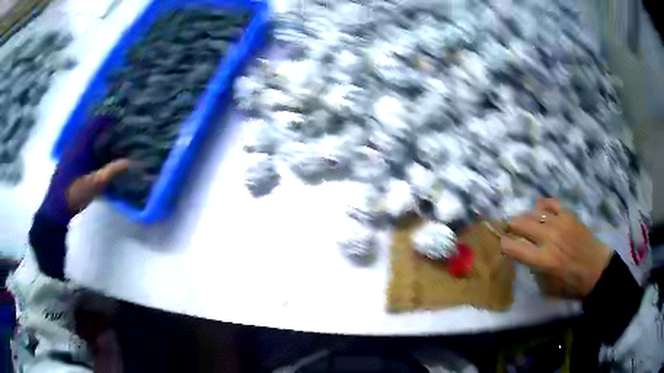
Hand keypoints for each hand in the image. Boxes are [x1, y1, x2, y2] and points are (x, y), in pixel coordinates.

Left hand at [39, 115, 128, 224]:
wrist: (56, 206)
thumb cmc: (75, 192)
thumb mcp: (95, 184)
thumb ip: (111, 171)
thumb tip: (129, 162)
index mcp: (81, 143)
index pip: (96, 122)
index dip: (108, 117)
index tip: (120, 115)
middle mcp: (75, 142)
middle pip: (90, 126)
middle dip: (102, 123)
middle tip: (116, 124)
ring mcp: (70, 151)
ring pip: (85, 135)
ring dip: (95, 133)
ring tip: (107, 136)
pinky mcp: (68, 160)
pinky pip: (81, 144)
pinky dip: (89, 143)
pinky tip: (94, 152)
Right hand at [500, 199, 612, 298]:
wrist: (595, 268)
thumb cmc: (571, 283)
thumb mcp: (548, 287)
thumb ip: (535, 270)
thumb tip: (526, 256)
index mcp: (544, 260)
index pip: (515, 248)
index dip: (505, 245)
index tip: (503, 245)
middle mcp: (550, 238)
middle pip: (522, 224)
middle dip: (511, 226)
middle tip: (507, 228)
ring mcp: (560, 224)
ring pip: (535, 213)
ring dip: (524, 216)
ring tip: (521, 219)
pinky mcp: (569, 216)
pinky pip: (552, 205)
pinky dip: (543, 206)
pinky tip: (539, 210)